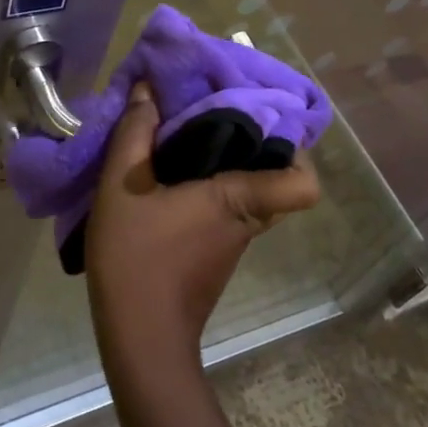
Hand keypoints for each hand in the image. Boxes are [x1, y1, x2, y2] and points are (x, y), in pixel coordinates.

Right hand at [85, 83, 319, 371]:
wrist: (140, 337)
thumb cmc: (137, 256)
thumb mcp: (123, 185)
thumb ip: (135, 133)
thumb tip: (148, 89)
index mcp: (239, 198)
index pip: (304, 182)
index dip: (298, 151)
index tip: (264, 118)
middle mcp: (249, 219)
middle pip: (276, 177)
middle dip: (252, 143)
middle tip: (216, 114)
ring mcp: (235, 241)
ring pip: (250, 192)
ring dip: (227, 164)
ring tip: (188, 137)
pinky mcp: (217, 255)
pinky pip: (229, 210)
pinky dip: (210, 190)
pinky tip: (171, 178)